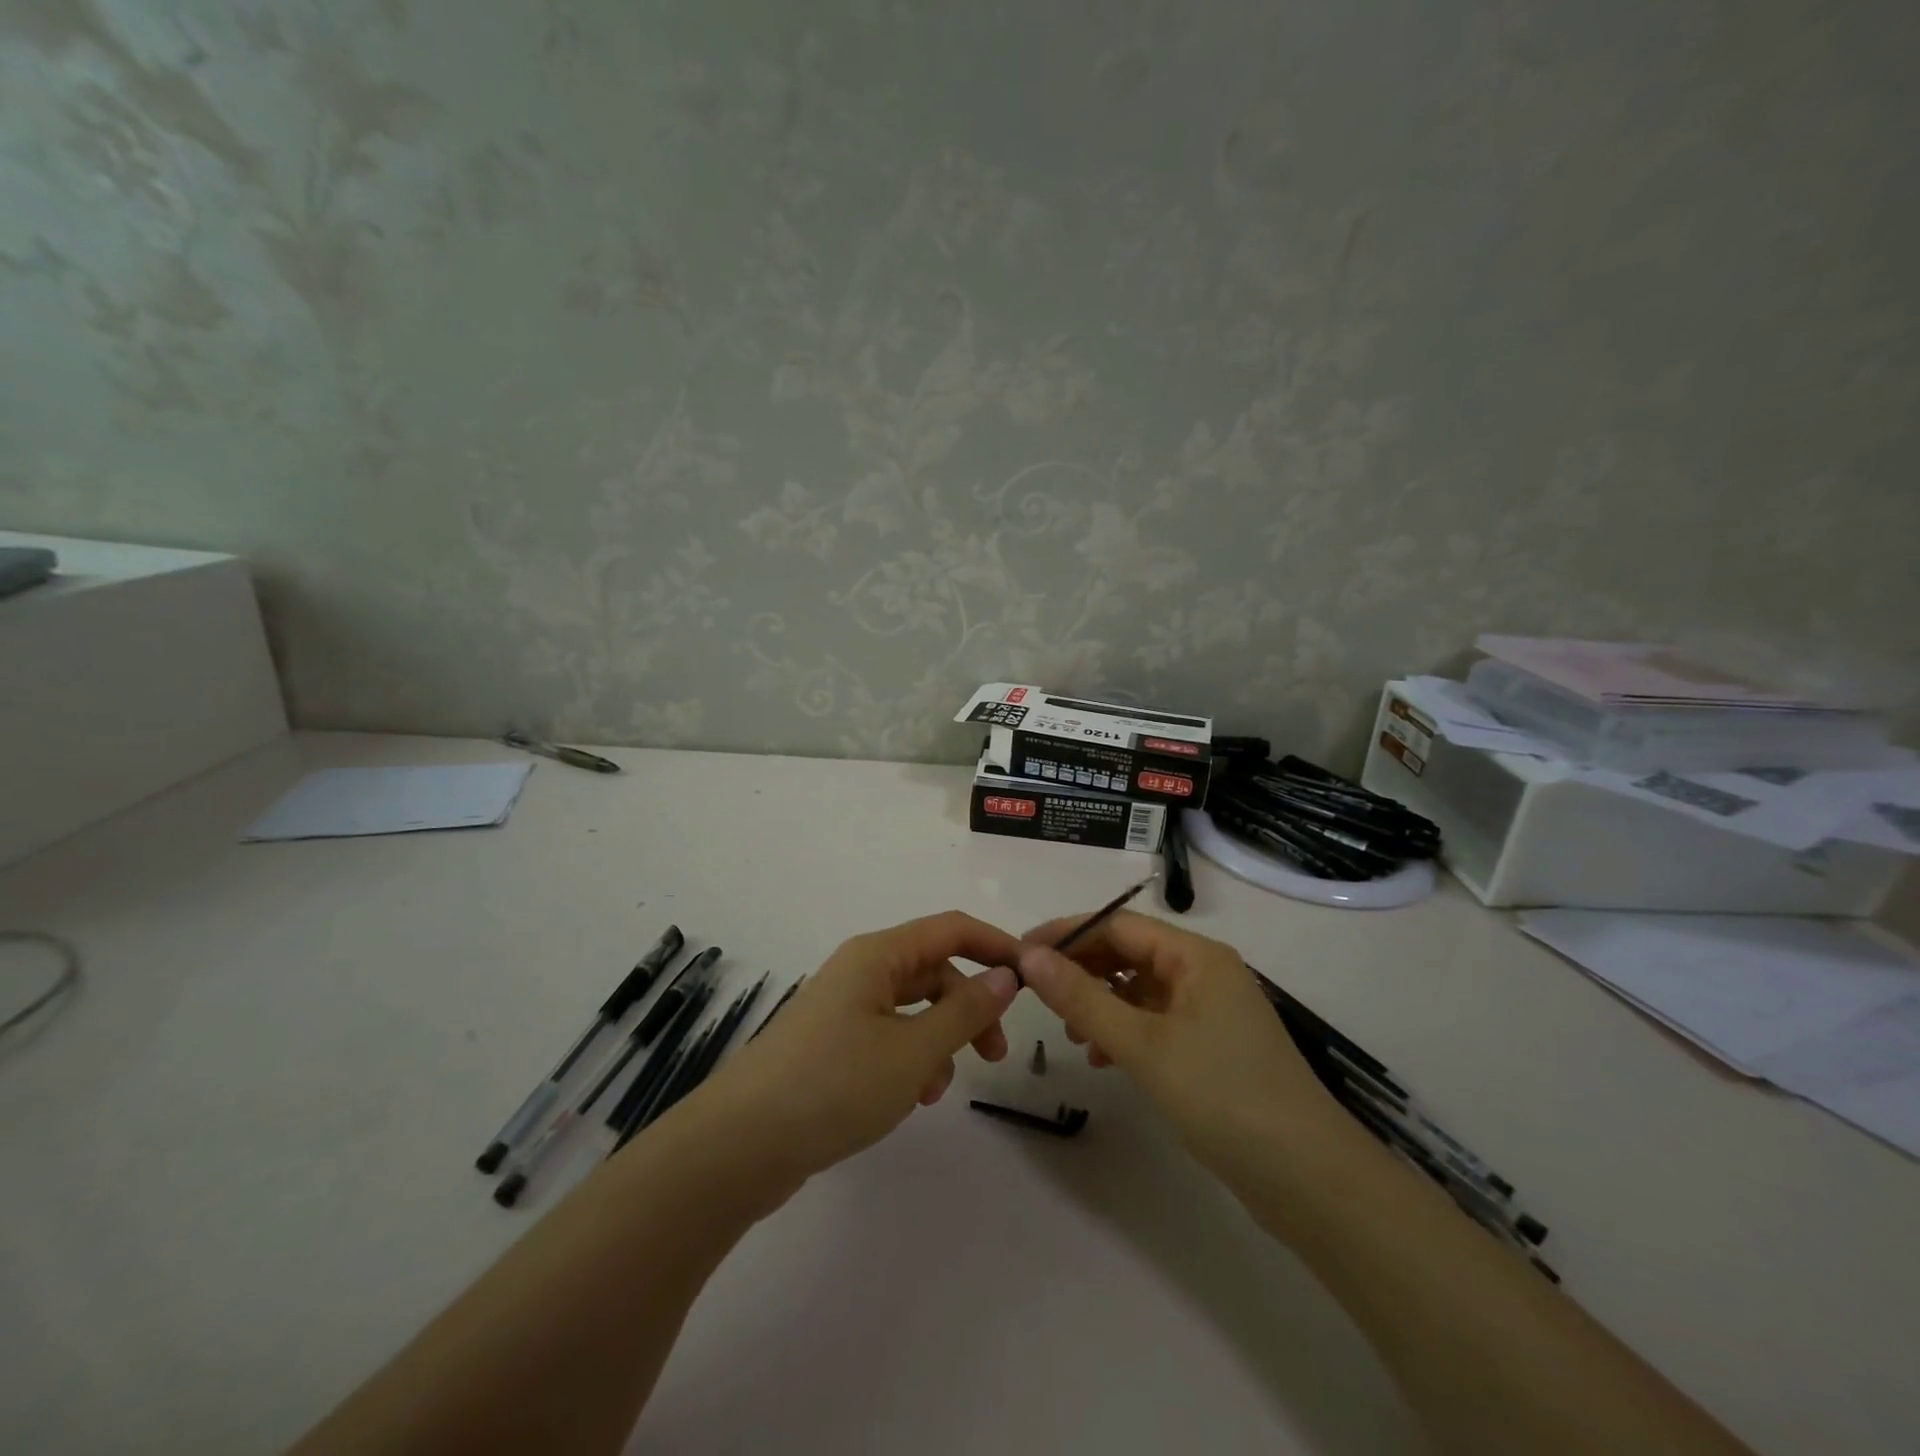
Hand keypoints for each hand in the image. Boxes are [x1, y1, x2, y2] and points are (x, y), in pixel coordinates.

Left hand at [688, 912, 1021, 1188]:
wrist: (739, 1145)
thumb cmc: (834, 1085)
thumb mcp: (913, 1050)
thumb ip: (965, 1011)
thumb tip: (1006, 976)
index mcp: (878, 955)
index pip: (952, 928)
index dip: (996, 946)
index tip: (1033, 978)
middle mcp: (860, 970)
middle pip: (933, 970)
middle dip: (970, 1006)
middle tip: (996, 1053)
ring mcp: (842, 1007)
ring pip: (912, 1007)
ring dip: (939, 1040)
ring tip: (939, 1088)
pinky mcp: (831, 1043)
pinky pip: (887, 1035)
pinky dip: (911, 1059)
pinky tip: (911, 1098)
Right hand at [1016, 911, 1358, 1188]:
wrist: (1309, 1180)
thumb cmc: (1223, 1096)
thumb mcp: (1143, 1045)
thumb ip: (1082, 998)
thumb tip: (1029, 956)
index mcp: (1196, 956)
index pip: (1118, 925)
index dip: (1067, 934)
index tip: (1021, 953)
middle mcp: (1206, 973)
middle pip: (1130, 954)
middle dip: (1082, 971)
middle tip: (1038, 995)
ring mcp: (1213, 1011)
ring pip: (1141, 990)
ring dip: (1101, 1004)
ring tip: (1071, 1036)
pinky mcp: (1215, 1048)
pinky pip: (1157, 1022)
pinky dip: (1126, 1032)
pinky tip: (1105, 1059)